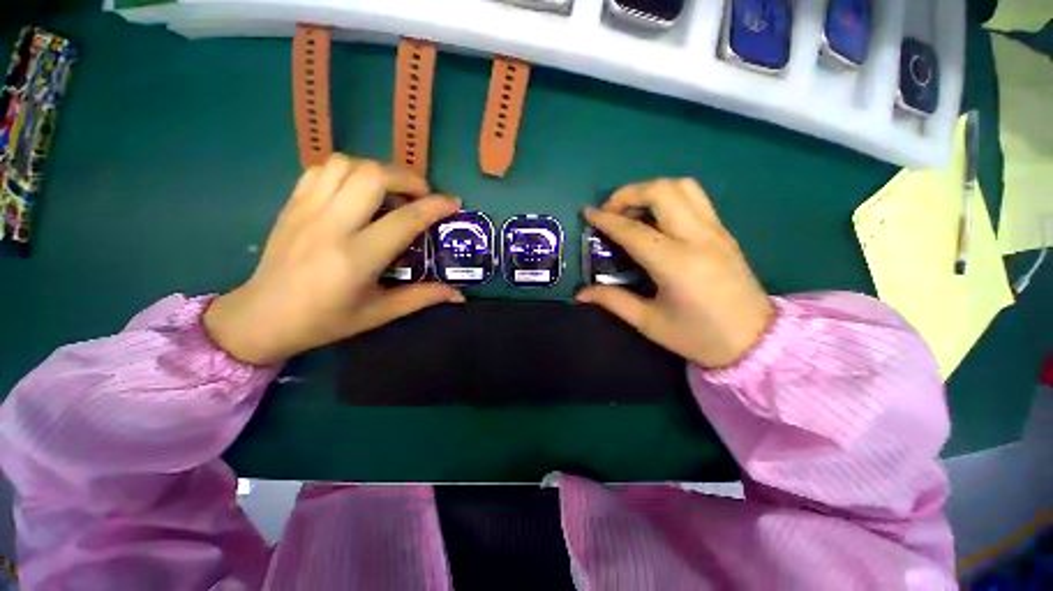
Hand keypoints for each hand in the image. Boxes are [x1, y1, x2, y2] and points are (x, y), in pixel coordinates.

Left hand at [204, 154, 463, 365]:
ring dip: (377, 172)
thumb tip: (459, 295)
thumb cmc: (326, 320)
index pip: (405, 219)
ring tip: (390, 193)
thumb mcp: (380, 313)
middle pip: (373, 176)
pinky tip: (358, 192)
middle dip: (407, 178)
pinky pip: (323, 169)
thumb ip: (423, 297)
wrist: (262, 317)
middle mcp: (331, 225)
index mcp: (356, 258)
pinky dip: (349, 172)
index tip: (453, 203)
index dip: (435, 207)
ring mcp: (307, 210)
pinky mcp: (292, 204)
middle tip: (420, 196)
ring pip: (347, 164)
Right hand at [577, 178, 773, 368]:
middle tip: (612, 213)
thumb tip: (581, 293)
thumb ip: (612, 301)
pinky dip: (669, 197)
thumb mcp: (649, 322)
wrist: (756, 342)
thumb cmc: (698, 337)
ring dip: (651, 191)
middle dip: (629, 194)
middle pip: (662, 191)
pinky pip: (695, 198)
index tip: (587, 214)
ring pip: (682, 186)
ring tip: (634, 212)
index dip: (606, 219)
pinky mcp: (724, 232)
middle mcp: (698, 238)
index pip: (633, 230)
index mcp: (676, 264)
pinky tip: (657, 219)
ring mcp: (716, 231)